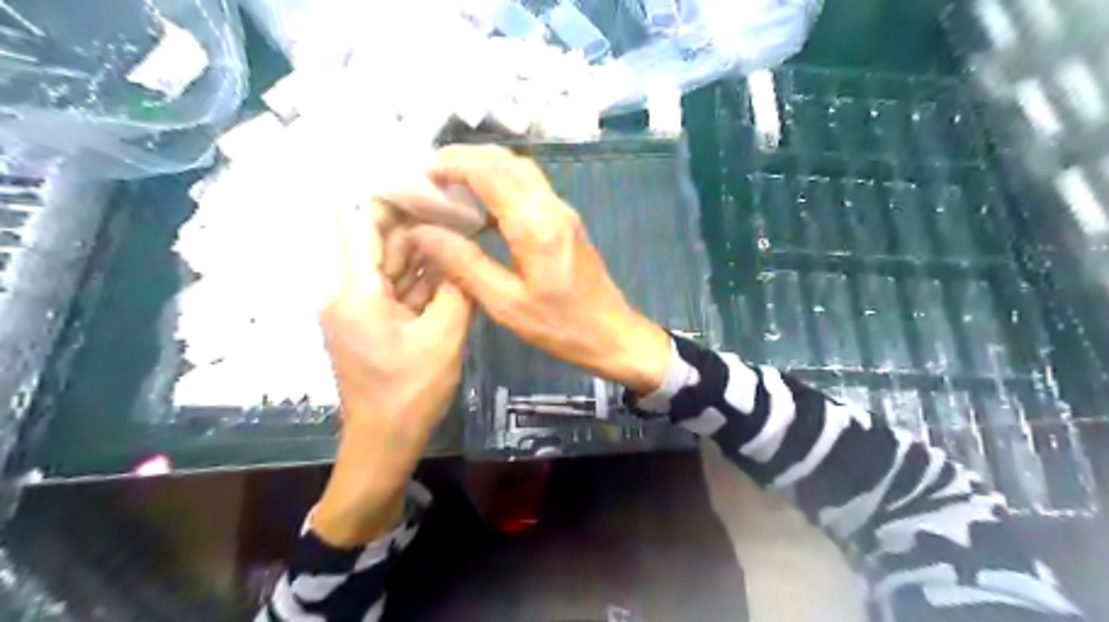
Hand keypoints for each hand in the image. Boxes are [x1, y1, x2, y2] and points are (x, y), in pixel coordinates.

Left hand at [310, 202, 470, 542]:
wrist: (385, 442)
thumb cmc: (410, 392)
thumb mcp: (444, 337)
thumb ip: (456, 289)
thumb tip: (464, 253)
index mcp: (355, 291)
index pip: (359, 223)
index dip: (388, 198)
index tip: (426, 184)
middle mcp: (348, 292)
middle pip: (377, 242)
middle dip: (415, 223)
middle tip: (457, 205)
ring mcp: (359, 308)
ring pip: (389, 265)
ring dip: (421, 250)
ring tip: (460, 228)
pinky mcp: (372, 322)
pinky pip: (396, 289)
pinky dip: (420, 277)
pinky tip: (451, 265)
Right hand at [407, 146, 664, 393]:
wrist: (612, 334)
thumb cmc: (560, 326)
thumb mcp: (506, 303)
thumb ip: (464, 264)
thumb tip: (423, 232)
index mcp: (537, 226)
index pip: (492, 174)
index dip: (455, 164)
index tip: (423, 171)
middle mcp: (553, 208)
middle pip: (509, 162)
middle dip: (468, 157)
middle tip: (432, 171)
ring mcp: (563, 212)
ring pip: (522, 171)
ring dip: (486, 166)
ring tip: (450, 181)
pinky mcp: (566, 222)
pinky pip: (530, 188)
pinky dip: (502, 183)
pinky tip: (482, 205)